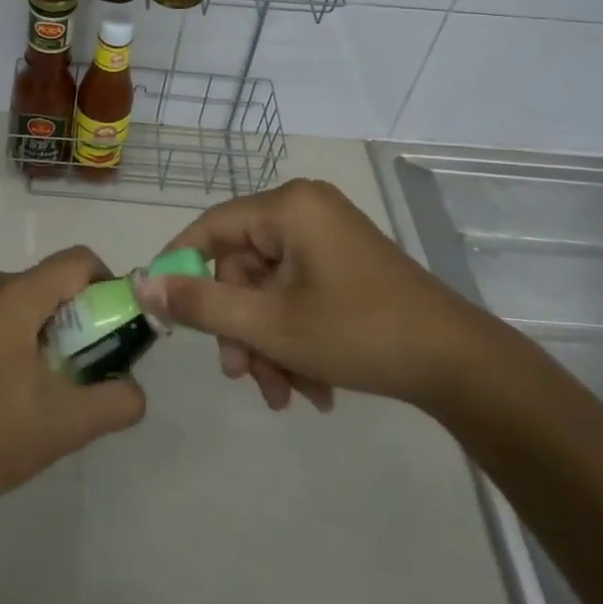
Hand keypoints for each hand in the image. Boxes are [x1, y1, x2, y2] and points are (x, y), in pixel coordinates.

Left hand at [0, 247, 145, 518]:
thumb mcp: (64, 427)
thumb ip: (116, 402)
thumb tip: (134, 389)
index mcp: (13, 296)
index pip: (77, 261)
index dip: (104, 285)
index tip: (109, 326)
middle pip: (41, 284)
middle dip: (64, 318)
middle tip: (68, 369)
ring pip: (6, 300)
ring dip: (25, 329)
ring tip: (22, 386)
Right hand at [136, 179, 490, 411]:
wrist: (460, 365)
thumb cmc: (358, 332)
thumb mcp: (270, 324)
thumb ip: (201, 304)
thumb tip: (142, 282)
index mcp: (288, 207)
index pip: (212, 228)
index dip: (181, 267)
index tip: (161, 309)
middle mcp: (306, 211)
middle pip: (245, 268)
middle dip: (242, 329)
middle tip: (243, 377)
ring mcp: (330, 237)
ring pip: (272, 290)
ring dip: (270, 343)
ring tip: (286, 396)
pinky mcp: (347, 264)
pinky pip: (301, 294)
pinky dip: (297, 338)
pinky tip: (312, 388)